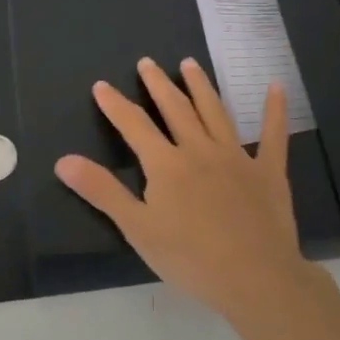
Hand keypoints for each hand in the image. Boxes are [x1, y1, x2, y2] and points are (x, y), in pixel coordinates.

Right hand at [54, 57, 315, 320]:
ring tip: (189, 64)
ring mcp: (237, 157)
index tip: (102, 85)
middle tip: (147, 62)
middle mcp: (200, 150)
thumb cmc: (190, 258)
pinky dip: (274, 110)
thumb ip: (101, 191)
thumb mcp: (137, 228)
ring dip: (201, 86)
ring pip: (215, 112)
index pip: (135, 126)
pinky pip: (273, 134)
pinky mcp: (268, 171)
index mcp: (167, 164)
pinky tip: (276, 87)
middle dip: (158, 85)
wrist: (255, 277)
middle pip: (176, 109)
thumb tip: (63, 160)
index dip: (115, 105)